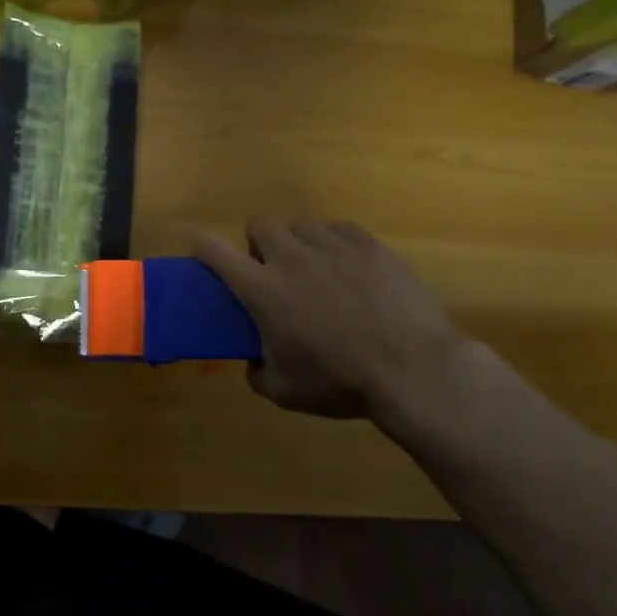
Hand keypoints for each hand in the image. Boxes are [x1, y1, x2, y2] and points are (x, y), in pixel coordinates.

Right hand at [195, 218, 464, 424]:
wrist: (414, 370)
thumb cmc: (341, 381)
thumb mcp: (285, 392)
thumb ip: (258, 372)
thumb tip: (254, 362)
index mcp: (262, 290)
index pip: (214, 249)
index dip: (202, 245)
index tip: (204, 253)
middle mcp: (291, 258)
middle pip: (260, 223)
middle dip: (259, 243)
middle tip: (273, 271)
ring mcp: (333, 247)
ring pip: (301, 225)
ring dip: (298, 243)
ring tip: (314, 270)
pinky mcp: (369, 245)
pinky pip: (339, 229)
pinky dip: (335, 243)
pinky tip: (348, 268)